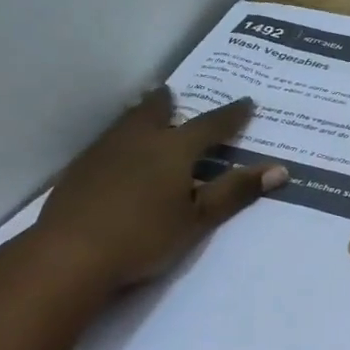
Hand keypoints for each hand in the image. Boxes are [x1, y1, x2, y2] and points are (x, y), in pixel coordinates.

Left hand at [28, 89, 285, 290]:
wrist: (69, 256)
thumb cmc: (144, 237)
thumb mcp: (198, 219)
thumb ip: (235, 192)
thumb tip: (280, 169)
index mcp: (174, 149)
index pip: (210, 125)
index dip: (232, 115)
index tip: (246, 103)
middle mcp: (139, 140)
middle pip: (155, 110)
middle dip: (168, 102)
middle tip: (173, 93)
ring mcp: (104, 153)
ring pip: (126, 122)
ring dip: (140, 114)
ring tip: (146, 111)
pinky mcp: (79, 171)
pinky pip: (107, 142)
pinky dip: (120, 138)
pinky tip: (116, 154)